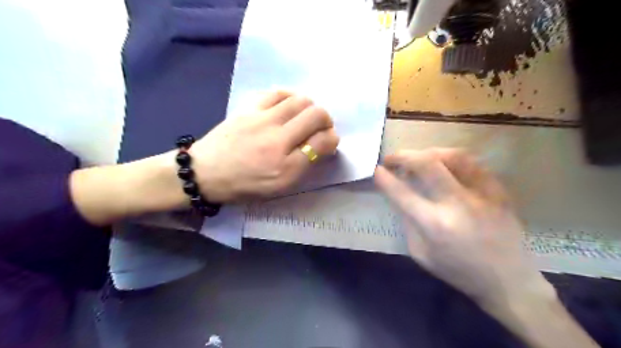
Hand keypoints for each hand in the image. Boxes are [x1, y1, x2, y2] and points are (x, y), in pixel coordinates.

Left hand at [192, 91, 340, 201]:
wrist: (206, 172)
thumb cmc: (246, 184)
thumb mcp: (280, 185)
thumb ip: (304, 164)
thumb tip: (323, 143)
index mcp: (286, 164)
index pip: (323, 141)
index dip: (332, 139)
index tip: (329, 142)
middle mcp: (278, 138)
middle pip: (316, 115)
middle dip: (326, 120)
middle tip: (320, 128)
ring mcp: (262, 119)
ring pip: (300, 100)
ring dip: (310, 107)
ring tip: (305, 116)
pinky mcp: (249, 108)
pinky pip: (277, 93)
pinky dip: (290, 96)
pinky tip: (289, 105)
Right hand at [370, 148, 549, 308]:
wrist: (508, 280)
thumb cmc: (458, 271)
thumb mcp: (421, 254)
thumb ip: (407, 222)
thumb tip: (399, 196)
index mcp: (435, 225)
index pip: (402, 193)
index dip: (385, 179)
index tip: (376, 170)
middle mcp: (458, 204)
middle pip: (427, 164)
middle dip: (403, 156)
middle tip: (391, 159)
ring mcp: (481, 193)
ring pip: (452, 156)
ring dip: (427, 152)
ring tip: (417, 159)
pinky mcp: (498, 190)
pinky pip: (472, 162)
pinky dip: (451, 158)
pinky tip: (443, 163)